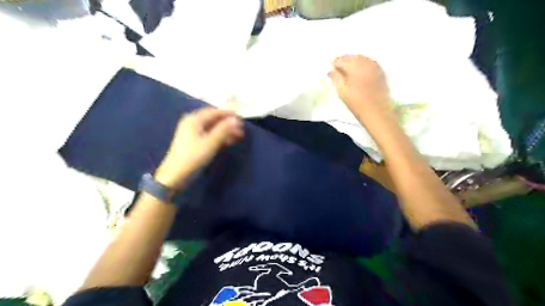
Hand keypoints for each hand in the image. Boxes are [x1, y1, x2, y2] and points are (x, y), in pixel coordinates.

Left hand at [156, 108, 244, 188]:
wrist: (175, 176)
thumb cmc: (193, 158)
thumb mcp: (210, 143)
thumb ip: (223, 130)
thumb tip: (236, 120)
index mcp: (194, 120)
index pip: (214, 112)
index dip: (228, 114)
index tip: (241, 118)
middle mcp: (192, 122)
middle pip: (213, 119)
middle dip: (228, 123)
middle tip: (241, 129)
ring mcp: (191, 132)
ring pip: (212, 127)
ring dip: (225, 131)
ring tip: (238, 136)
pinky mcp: (192, 141)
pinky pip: (208, 134)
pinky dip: (219, 136)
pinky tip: (227, 142)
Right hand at [327, 55, 391, 119]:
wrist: (377, 111)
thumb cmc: (356, 102)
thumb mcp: (341, 90)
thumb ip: (335, 77)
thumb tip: (331, 70)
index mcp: (353, 65)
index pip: (340, 60)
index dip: (334, 64)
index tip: (331, 70)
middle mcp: (365, 61)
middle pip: (351, 57)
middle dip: (344, 61)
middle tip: (338, 70)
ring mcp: (374, 65)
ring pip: (361, 59)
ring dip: (353, 62)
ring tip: (348, 71)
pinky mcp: (381, 71)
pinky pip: (369, 63)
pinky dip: (362, 65)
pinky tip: (360, 73)